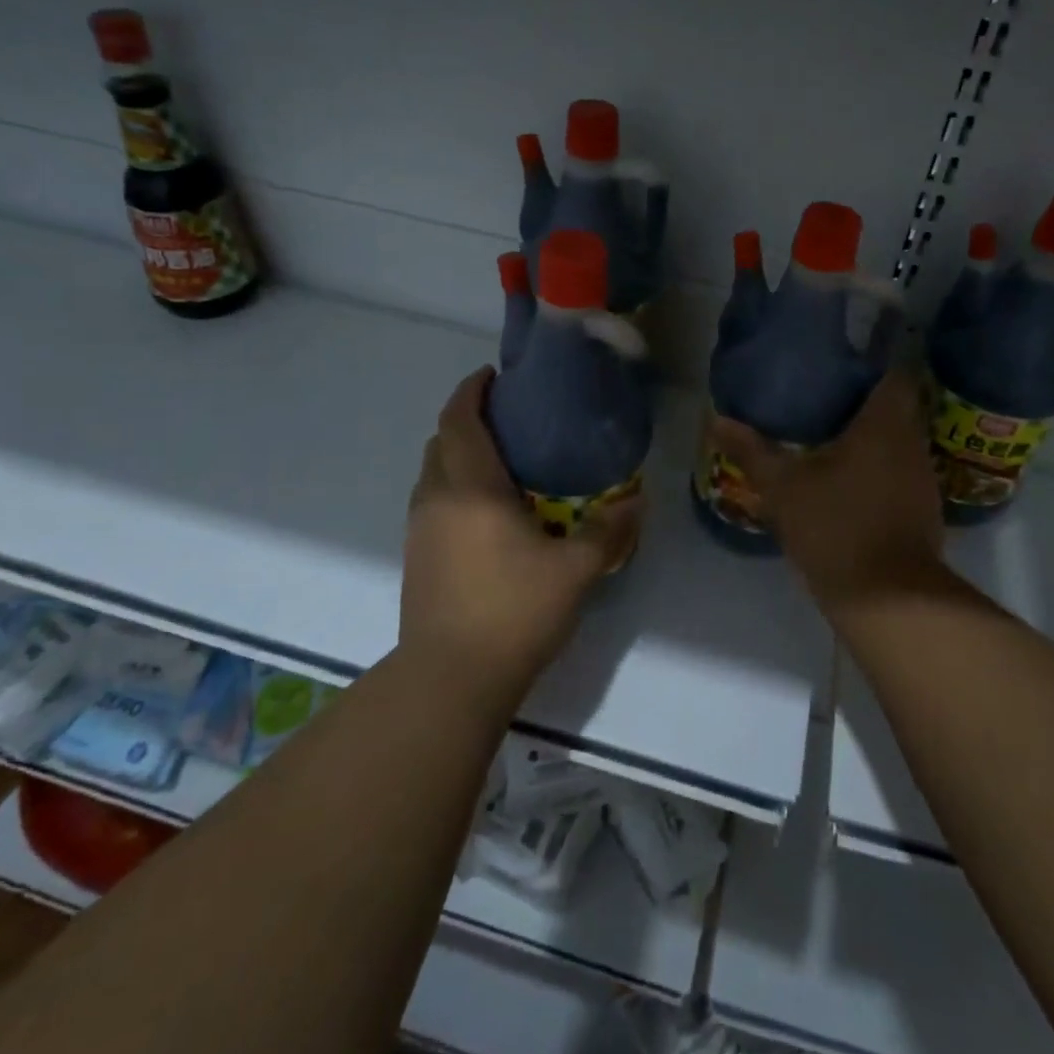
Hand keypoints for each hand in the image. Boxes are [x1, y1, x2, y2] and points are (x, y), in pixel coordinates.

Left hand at [401, 368, 642, 708]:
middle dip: (467, 419)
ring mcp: (419, 529)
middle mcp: (436, 498)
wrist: (451, 678)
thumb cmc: (514, 612)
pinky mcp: (415, 557)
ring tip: (500, 461)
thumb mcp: (576, 571)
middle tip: (508, 419)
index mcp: (471, 488)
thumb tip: (637, 501)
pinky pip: (431, 501)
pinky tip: (486, 511)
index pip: (460, 420)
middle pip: (441, 440)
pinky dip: (452, 486)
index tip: (494, 376)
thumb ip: (609, 531)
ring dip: (457, 454)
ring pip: (432, 472)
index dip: (473, 390)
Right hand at [709, 370, 944, 610]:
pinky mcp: (922, 512)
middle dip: (863, 402)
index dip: (870, 365)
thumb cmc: (835, 526)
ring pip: (898, 443)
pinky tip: (847, 480)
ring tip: (830, 435)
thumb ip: (752, 451)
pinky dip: (877, 469)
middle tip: (822, 400)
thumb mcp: (783, 487)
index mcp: (885, 424)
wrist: (886, 599)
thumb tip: (716, 420)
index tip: (838, 367)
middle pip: (896, 408)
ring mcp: (922, 480)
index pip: (894, 374)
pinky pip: (899, 473)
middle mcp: (912, 444)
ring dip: (871, 438)